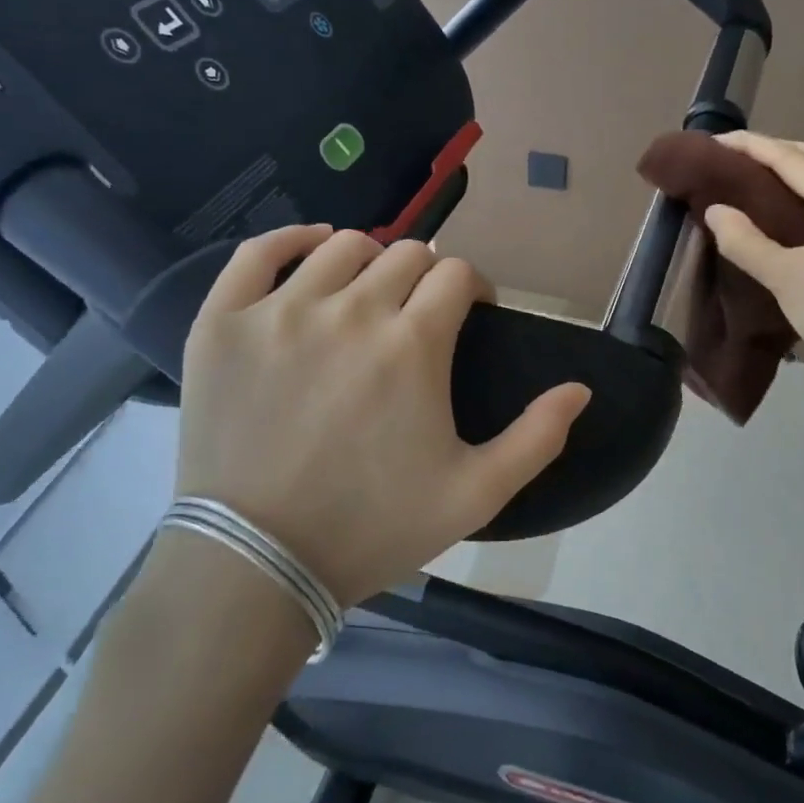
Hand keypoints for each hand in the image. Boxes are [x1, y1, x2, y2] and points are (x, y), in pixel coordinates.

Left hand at [173, 226, 590, 606]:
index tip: (470, 315)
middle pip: (406, 254)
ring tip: (370, 293)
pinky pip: (259, 253)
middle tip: (420, 316)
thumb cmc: (373, 527)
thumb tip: (580, 389)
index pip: (457, 274)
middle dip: (426, 278)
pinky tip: (312, 249)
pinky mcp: (223, 323)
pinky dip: (291, 239)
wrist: (257, 563)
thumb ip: (538, 437)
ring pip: (341, 246)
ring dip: (371, 261)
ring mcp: (281, 312)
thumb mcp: (476, 494)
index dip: (473, 289)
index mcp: (413, 344)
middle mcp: (351, 310)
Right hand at [703, 132, 803, 389]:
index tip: (714, 143)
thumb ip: (746, 242)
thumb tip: (714, 210)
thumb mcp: (784, 278)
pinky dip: (801, 189)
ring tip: (752, 177)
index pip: (790, 159)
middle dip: (775, 148)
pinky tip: (780, 211)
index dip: (752, 146)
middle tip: (735, 158)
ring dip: (791, 166)